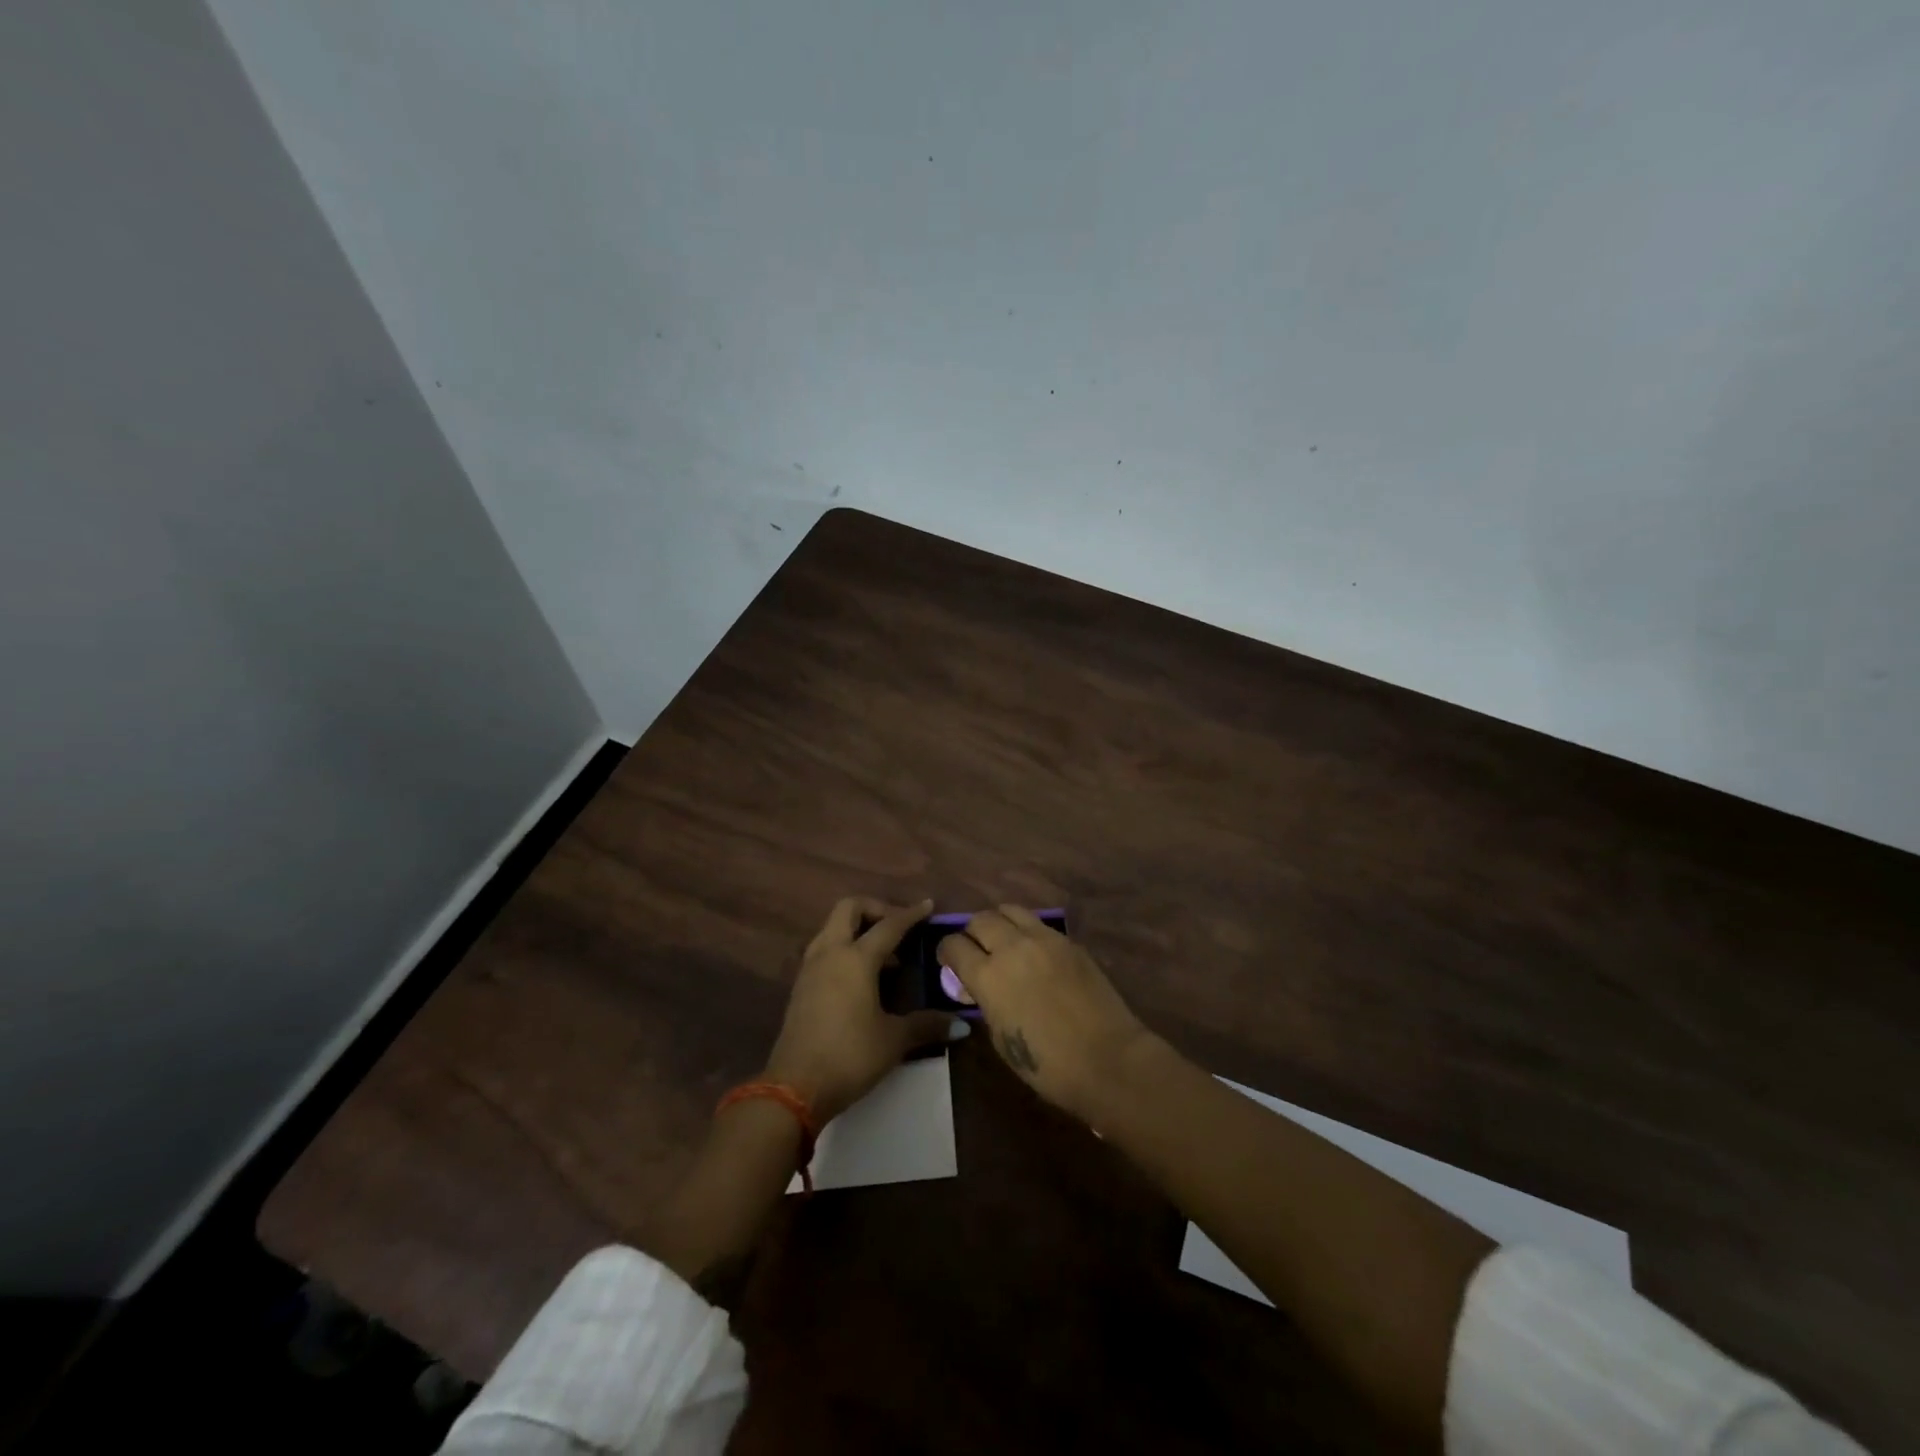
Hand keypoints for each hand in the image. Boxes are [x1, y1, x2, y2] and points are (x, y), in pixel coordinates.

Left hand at [763, 897, 962, 1122]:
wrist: (793, 1088)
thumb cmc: (849, 1056)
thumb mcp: (893, 1040)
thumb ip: (927, 1025)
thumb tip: (961, 1025)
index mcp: (855, 958)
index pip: (888, 925)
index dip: (910, 915)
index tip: (928, 906)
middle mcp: (830, 953)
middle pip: (849, 909)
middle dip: (875, 909)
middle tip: (898, 927)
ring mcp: (810, 968)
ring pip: (833, 927)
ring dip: (858, 929)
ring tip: (884, 956)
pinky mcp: (801, 986)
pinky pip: (824, 949)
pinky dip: (845, 948)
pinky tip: (862, 978)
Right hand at [938, 906, 1149, 1122]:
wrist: (1108, 1059)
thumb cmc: (1048, 1065)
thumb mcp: (1001, 1038)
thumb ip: (985, 1003)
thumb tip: (977, 987)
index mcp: (988, 976)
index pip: (954, 945)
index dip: (946, 952)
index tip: (949, 962)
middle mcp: (1012, 947)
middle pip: (980, 920)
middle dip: (972, 933)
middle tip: (976, 951)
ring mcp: (1044, 939)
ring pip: (1010, 910)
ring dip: (999, 923)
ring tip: (1004, 942)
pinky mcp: (1069, 941)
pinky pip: (1038, 924)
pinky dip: (1027, 931)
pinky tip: (1033, 952)